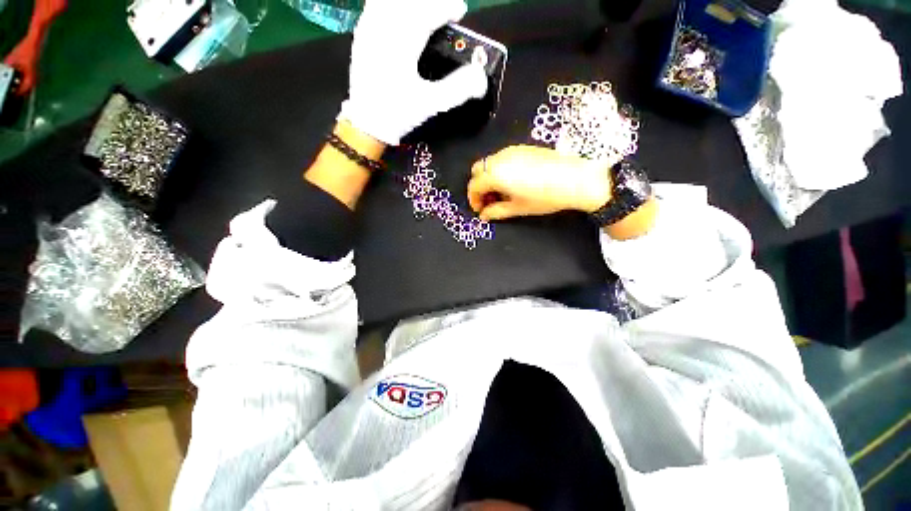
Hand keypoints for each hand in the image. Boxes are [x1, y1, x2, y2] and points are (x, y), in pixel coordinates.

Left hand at [339, 0, 488, 145]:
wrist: (367, 123)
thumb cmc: (398, 114)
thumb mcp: (430, 105)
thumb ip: (457, 90)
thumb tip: (480, 76)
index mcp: (402, 47)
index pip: (425, 14)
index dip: (445, 7)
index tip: (460, 10)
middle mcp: (383, 32)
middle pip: (409, 3)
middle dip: (430, 2)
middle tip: (445, 9)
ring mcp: (369, 31)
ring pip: (390, 1)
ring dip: (411, 2)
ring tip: (424, 9)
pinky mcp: (361, 36)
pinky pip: (374, 6)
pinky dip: (390, 4)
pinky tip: (398, 9)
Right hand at [467, 146, 615, 220]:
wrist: (575, 179)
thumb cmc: (544, 198)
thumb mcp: (518, 208)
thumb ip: (496, 212)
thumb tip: (484, 216)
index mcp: (496, 174)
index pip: (474, 185)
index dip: (474, 200)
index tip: (481, 210)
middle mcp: (500, 159)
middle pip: (478, 170)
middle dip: (479, 186)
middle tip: (490, 201)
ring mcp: (511, 151)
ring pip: (489, 162)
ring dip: (489, 177)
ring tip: (502, 192)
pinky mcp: (522, 148)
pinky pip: (502, 157)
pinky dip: (500, 169)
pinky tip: (513, 181)